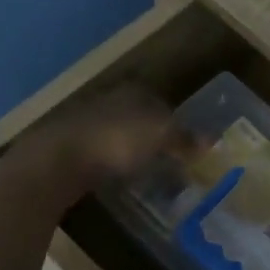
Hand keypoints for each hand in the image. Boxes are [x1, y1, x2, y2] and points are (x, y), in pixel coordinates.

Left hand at [10, 86, 177, 194]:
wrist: (56, 160)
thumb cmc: (115, 141)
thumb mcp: (159, 137)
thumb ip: (184, 138)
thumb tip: (213, 139)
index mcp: (133, 92)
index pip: (162, 103)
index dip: (176, 124)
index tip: (186, 146)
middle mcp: (109, 100)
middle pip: (139, 117)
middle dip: (153, 136)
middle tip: (170, 161)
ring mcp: (86, 122)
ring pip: (119, 134)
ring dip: (131, 150)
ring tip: (147, 173)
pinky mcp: (69, 146)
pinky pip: (100, 152)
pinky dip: (112, 162)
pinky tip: (118, 178)